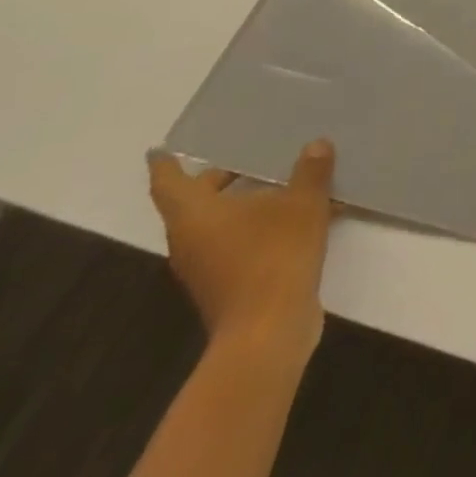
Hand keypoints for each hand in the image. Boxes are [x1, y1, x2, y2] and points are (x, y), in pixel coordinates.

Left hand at [147, 139, 338, 358]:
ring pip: (218, 225)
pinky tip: (299, 218)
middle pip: (195, 203)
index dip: (165, 165)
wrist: (268, 331)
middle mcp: (190, 241)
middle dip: (219, 179)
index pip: (169, 183)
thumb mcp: (303, 204)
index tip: (159, 150)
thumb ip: (310, 171)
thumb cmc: (274, 255)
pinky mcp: (227, 285)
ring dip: (244, 204)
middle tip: (249, 157)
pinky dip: (259, 226)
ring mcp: (206, 267)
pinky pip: (237, 243)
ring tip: (282, 183)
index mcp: (195, 216)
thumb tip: (316, 145)